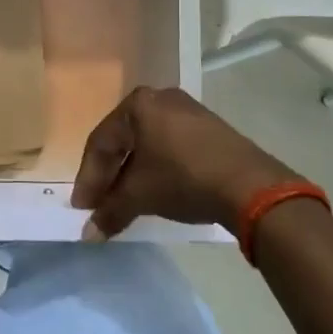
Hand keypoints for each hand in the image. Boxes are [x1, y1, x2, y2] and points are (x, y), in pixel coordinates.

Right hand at [70, 86, 299, 240]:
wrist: (250, 185)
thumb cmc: (183, 178)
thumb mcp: (140, 195)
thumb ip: (111, 211)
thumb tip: (88, 235)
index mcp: (138, 104)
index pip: (101, 143)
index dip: (88, 178)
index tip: (82, 207)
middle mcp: (160, 98)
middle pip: (123, 140)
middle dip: (109, 175)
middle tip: (99, 204)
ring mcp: (188, 110)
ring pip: (147, 144)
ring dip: (133, 173)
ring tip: (125, 200)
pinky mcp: (210, 128)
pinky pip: (170, 146)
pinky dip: (157, 167)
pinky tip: (156, 189)